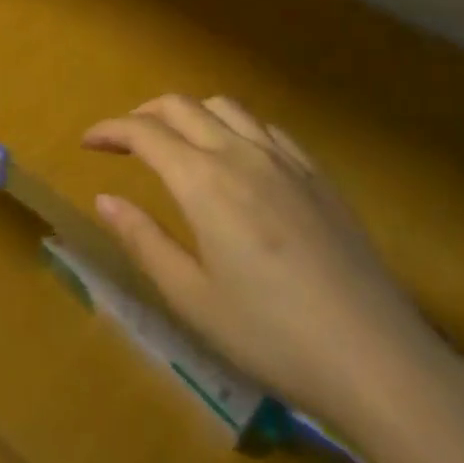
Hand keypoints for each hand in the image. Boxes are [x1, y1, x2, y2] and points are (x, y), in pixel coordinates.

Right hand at [84, 94, 445, 422]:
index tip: (89, 141)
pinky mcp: (316, 173)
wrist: (375, 356)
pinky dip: (234, 125)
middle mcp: (240, 153)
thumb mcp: (193, 299)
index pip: (145, 133)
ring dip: (190, 112)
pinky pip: (265, 127)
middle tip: (125, 139)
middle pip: (182, 106)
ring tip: (176, 141)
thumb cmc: (272, 335)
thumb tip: (104, 199)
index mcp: (204, 181)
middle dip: (145, 113)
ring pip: (226, 106)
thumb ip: (144, 241)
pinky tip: (237, 156)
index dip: (111, 130)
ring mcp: (284, 158)